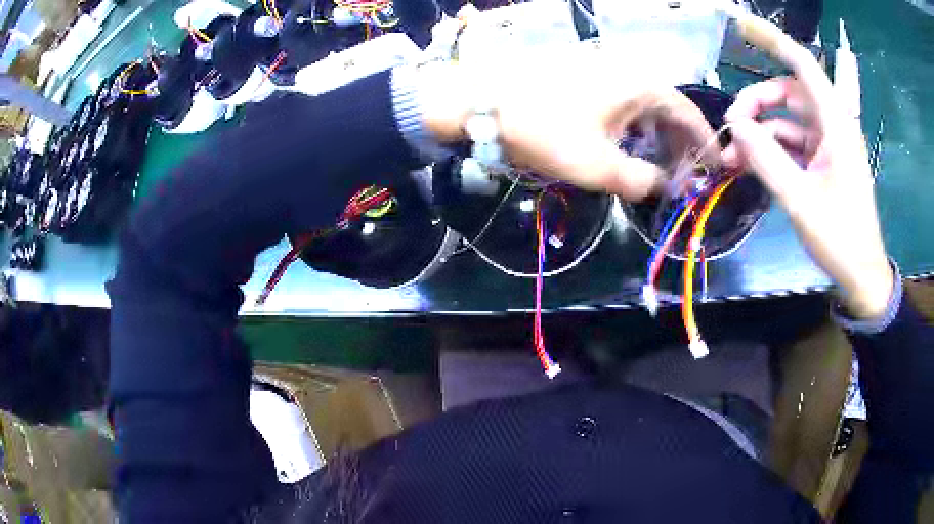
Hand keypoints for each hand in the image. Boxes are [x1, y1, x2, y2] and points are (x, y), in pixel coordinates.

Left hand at [417, 59, 715, 201]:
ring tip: (660, 168)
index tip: (716, 169)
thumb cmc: (546, 131)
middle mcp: (630, 71)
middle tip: (684, 177)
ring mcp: (606, 69)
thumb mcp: (598, 166)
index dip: (705, 144)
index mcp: (642, 85)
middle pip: (669, 110)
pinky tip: (629, 146)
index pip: (688, 114)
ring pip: (645, 106)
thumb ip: (640, 181)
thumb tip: (664, 187)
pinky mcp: (586, 76)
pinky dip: (634, 127)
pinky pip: (623, 102)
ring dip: (657, 137)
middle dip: (681, 145)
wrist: (482, 103)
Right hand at [722, 26, 892, 318]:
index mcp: (836, 124)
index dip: (772, 40)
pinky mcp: (823, 160)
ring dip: (761, 133)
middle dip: (758, 103)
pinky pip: (792, 142)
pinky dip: (771, 149)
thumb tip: (736, 126)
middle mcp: (832, 125)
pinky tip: (751, 165)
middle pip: (789, 92)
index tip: (739, 25)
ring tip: (735, 157)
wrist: (860, 274)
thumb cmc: (840, 238)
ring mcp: (828, 143)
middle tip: (733, 127)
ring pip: (787, 119)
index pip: (803, 64)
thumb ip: (767, 159)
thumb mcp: (801, 200)